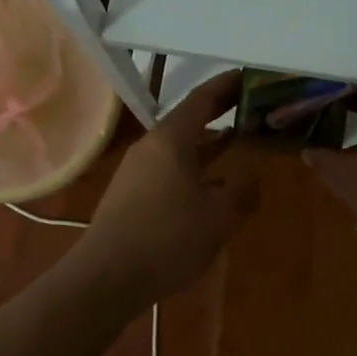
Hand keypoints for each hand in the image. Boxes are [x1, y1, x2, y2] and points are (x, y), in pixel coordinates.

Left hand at [77, 71, 258, 300]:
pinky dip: (194, 165)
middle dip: (219, 112)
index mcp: (171, 140)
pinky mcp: (130, 194)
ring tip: (237, 140)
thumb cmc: (166, 239)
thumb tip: (251, 175)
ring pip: (179, 146)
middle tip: (250, 107)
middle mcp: (151, 146)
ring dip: (207, 142)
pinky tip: (209, 184)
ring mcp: (136, 170)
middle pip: (188, 119)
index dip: (227, 85)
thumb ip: (242, 190)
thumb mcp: (218, 216)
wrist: (105, 278)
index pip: (202, 98)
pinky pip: (169, 167)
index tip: (249, 77)